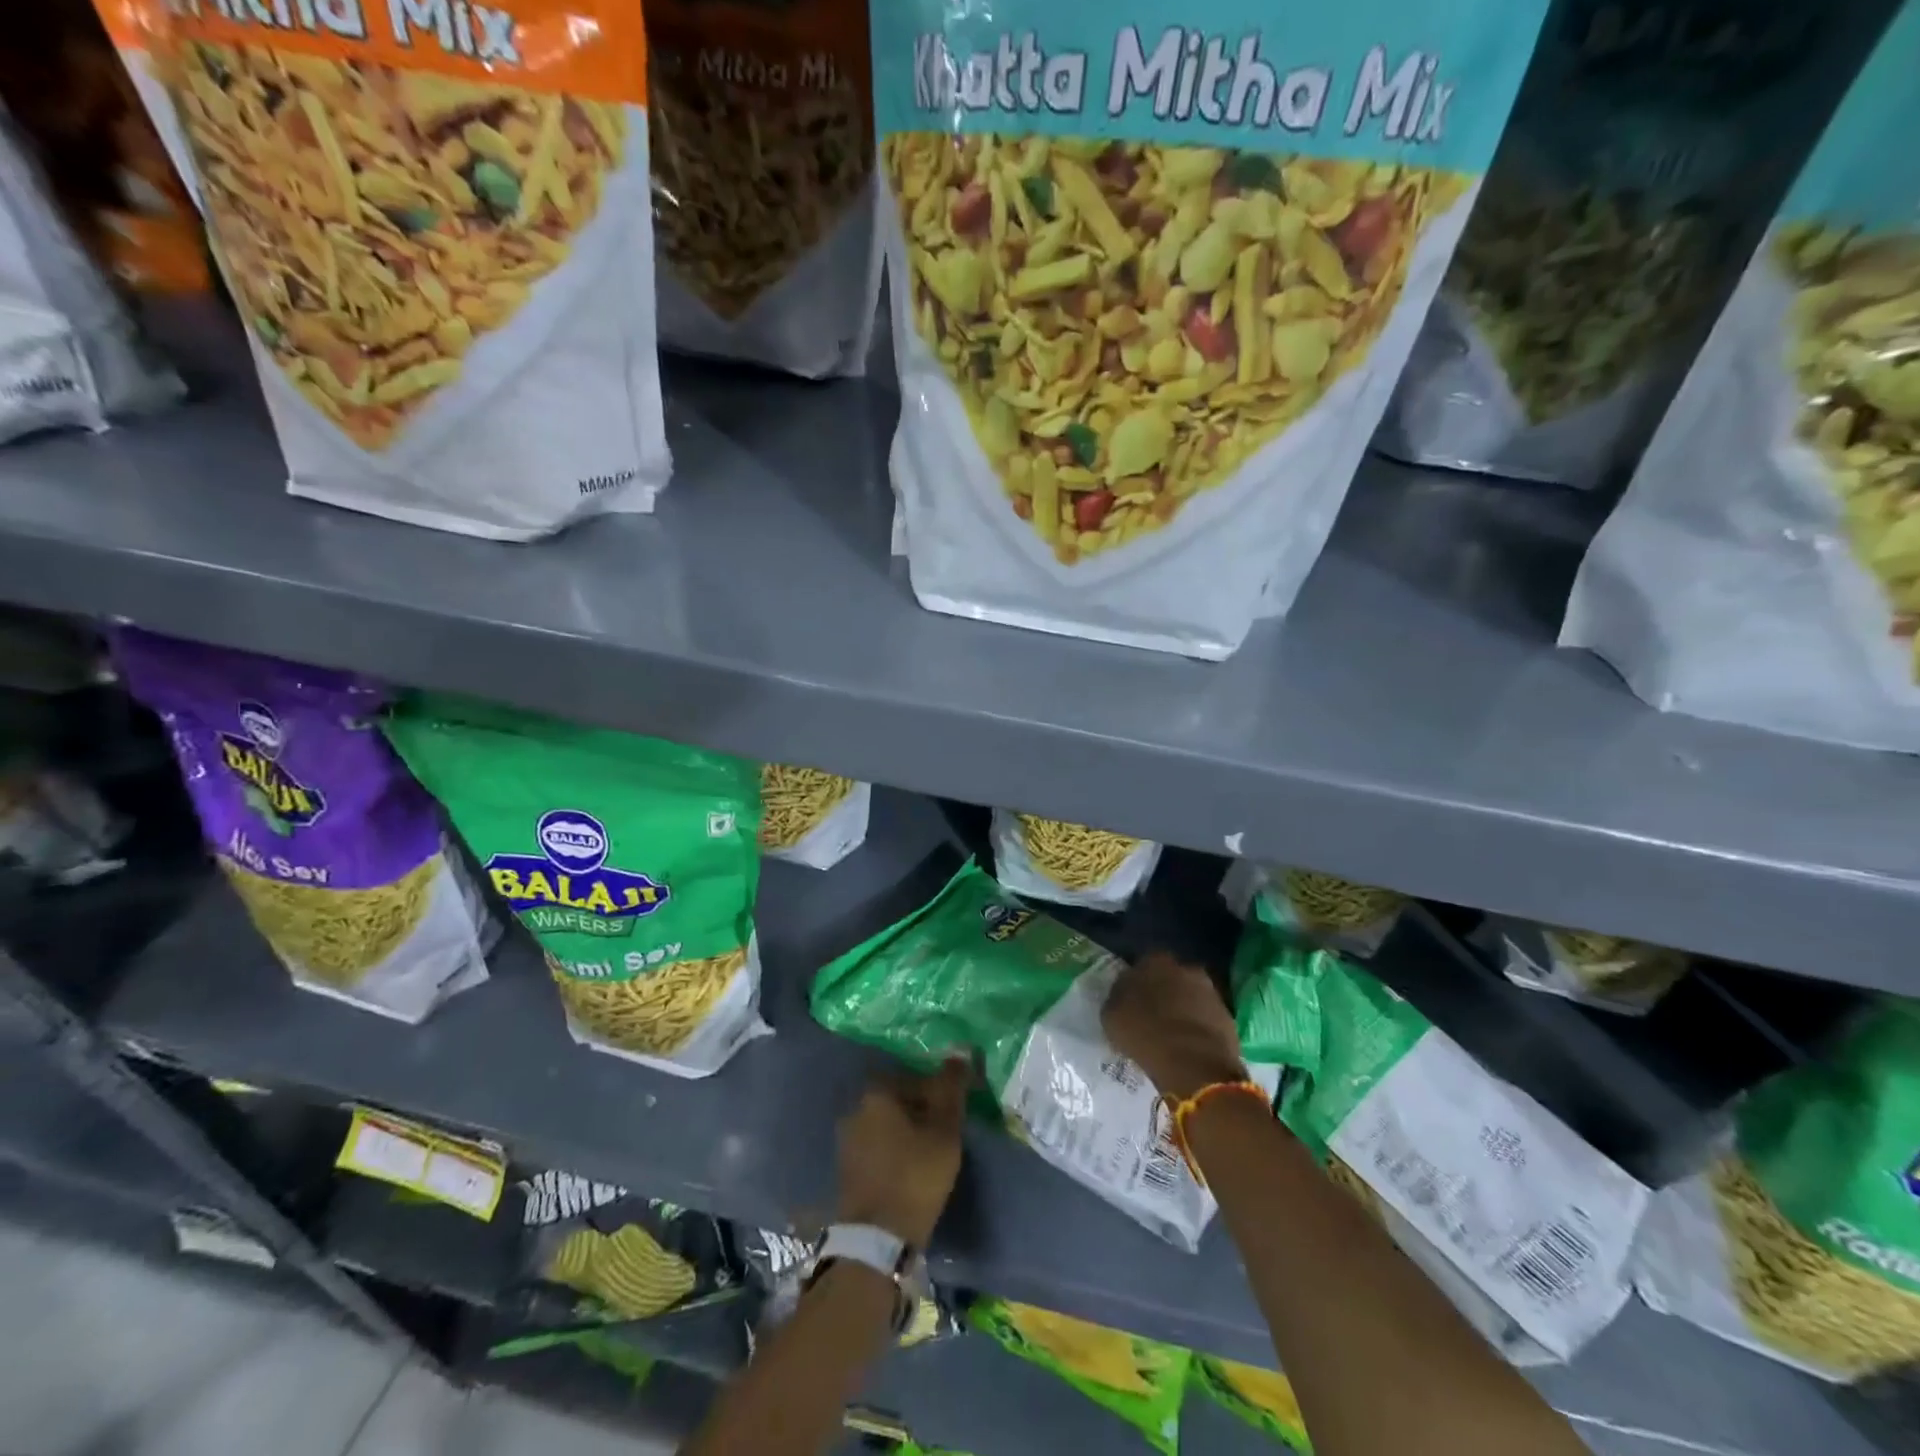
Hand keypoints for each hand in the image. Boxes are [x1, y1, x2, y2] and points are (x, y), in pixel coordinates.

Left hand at [836, 1059, 969, 1247]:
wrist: (877, 1240)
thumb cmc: (915, 1175)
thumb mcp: (944, 1130)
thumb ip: (952, 1088)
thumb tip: (961, 1051)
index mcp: (876, 1092)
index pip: (914, 1077)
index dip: (939, 1091)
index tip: (955, 1111)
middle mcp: (855, 1108)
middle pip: (897, 1099)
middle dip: (921, 1109)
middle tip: (945, 1130)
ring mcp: (846, 1140)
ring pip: (885, 1124)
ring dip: (907, 1131)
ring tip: (930, 1151)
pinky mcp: (845, 1168)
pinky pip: (876, 1147)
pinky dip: (893, 1151)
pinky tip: (909, 1168)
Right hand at [1103, 951, 1246, 1101]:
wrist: (1193, 1064)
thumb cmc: (1144, 1034)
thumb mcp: (1112, 1016)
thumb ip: (1118, 998)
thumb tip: (1123, 996)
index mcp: (1154, 960)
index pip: (1142, 964)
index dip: (1136, 984)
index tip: (1131, 1001)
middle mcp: (1185, 967)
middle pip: (1170, 977)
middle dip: (1164, 992)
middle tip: (1152, 1015)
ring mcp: (1210, 991)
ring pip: (1191, 996)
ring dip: (1183, 1009)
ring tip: (1171, 1033)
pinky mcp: (1228, 1016)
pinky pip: (1206, 1017)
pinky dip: (1198, 1027)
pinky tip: (1188, 1044)